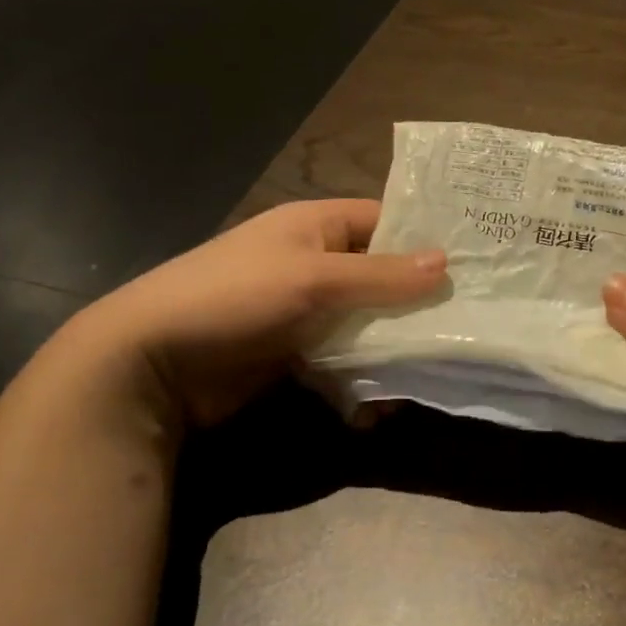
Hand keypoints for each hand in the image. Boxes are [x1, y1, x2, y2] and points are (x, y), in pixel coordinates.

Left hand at [79, 199, 445, 429]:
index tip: (474, 259)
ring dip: (396, 346)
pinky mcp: (296, 355)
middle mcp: (315, 264)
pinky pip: (345, 360)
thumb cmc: (235, 297)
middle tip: (470, 320)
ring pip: (368, 323)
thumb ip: (381, 275)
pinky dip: (365, 379)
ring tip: (438, 368)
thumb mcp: (313, 279)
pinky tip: (384, 405)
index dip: (425, 237)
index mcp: (315, 226)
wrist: (151, 364)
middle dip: (418, 300)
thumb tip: (446, 263)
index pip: (384, 220)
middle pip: (381, 276)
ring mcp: (305, 312)